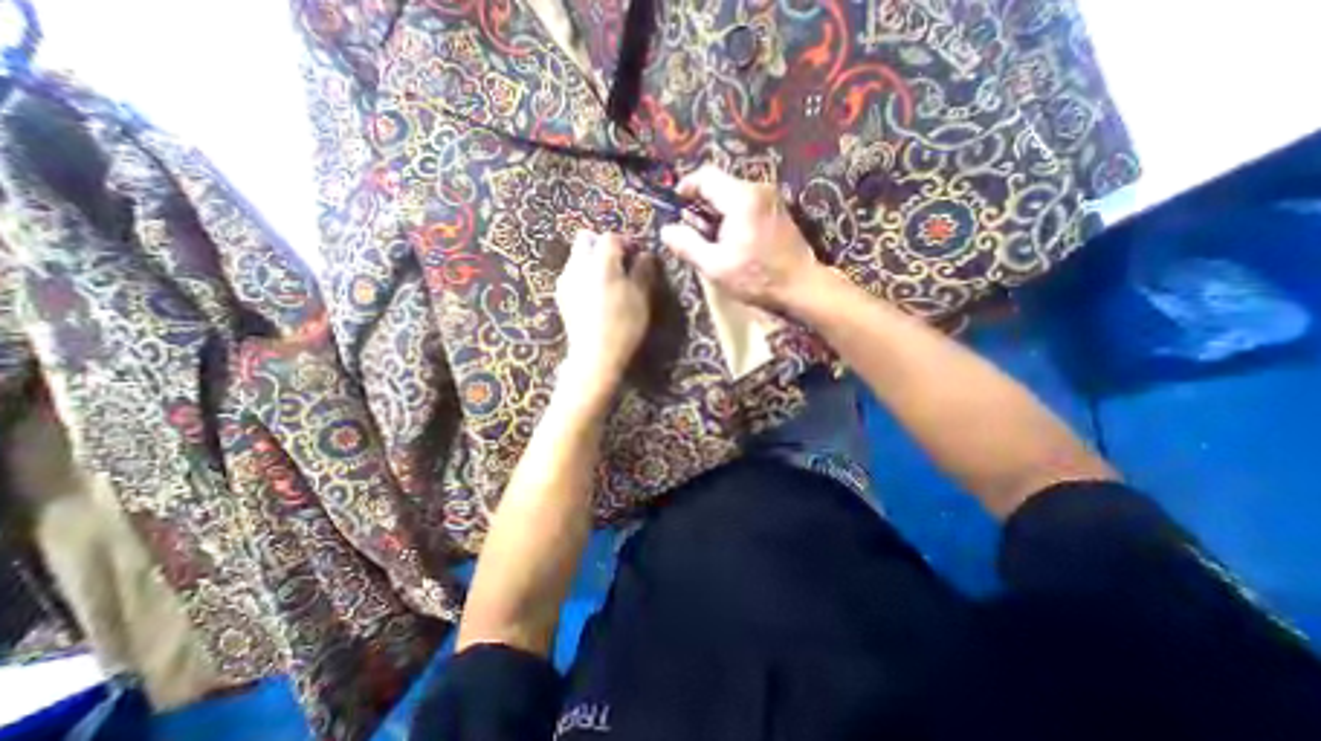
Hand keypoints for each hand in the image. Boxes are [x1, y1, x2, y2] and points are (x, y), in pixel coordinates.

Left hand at [554, 233, 658, 392]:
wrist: (595, 355)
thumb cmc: (623, 324)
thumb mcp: (641, 297)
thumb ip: (643, 271)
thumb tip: (645, 255)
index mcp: (600, 261)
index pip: (611, 237)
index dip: (627, 242)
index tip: (637, 255)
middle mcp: (578, 265)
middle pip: (586, 239)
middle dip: (603, 246)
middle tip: (620, 264)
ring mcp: (566, 281)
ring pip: (577, 257)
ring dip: (593, 261)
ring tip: (609, 281)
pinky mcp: (561, 296)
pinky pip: (572, 275)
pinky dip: (584, 277)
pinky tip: (595, 296)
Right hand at [666, 163, 821, 308]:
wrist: (801, 286)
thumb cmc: (757, 278)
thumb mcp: (715, 267)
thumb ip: (687, 246)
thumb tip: (666, 230)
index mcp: (741, 199)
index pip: (705, 176)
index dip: (685, 188)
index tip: (675, 208)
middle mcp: (757, 189)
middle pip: (719, 184)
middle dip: (701, 205)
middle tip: (693, 233)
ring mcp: (770, 198)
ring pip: (732, 194)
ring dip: (716, 213)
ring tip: (711, 241)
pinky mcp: (777, 209)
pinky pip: (746, 203)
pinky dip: (732, 216)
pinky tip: (731, 241)